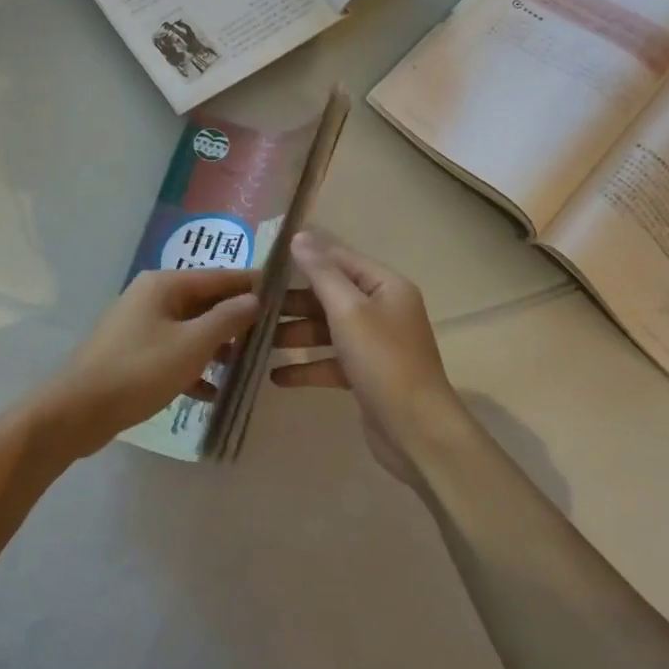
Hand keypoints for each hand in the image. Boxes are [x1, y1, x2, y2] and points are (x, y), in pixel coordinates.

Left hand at [33, 267, 261, 458]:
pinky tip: (213, 393)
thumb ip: (227, 319)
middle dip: (236, 320)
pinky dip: (193, 368)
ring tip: (246, 367)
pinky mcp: (134, 354)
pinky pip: (174, 353)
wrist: (78, 410)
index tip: (283, 294)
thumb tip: (254, 299)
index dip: (251, 285)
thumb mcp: (192, 344)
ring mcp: (140, 326)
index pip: (219, 276)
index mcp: (164, 285)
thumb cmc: (139, 370)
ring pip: (190, 329)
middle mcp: (152, 297)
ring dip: (217, 346)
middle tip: (271, 337)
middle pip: (204, 302)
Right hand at [271, 232, 473, 483]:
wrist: (417, 431)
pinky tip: (275, 377)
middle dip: (292, 302)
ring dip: (294, 335)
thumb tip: (299, 237)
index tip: (264, 263)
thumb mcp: (349, 311)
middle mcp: (382, 310)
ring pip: (326, 330)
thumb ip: (321, 273)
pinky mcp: (365, 375)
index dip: (304, 258)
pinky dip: (305, 367)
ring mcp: (374, 344)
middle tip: (252, 306)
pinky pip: (329, 362)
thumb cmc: (384, 361)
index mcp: (385, 287)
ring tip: (256, 342)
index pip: (339, 260)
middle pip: (329, 296)